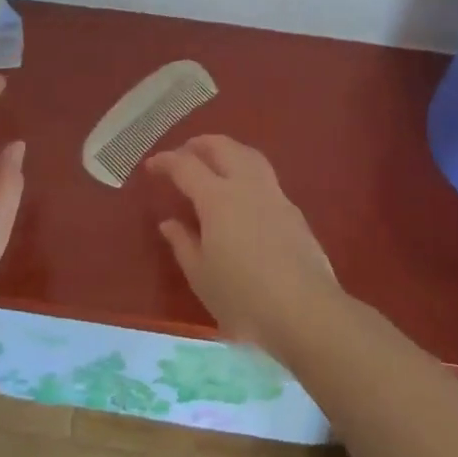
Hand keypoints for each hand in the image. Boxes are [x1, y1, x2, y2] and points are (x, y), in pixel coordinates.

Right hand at [146, 135, 342, 358]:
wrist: (306, 311)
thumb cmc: (243, 298)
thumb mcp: (201, 276)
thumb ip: (183, 243)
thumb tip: (169, 222)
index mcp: (217, 198)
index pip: (185, 166)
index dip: (166, 161)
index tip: (152, 166)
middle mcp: (246, 186)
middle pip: (222, 147)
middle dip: (199, 144)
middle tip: (184, 152)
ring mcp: (274, 196)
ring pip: (249, 155)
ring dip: (228, 150)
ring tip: (215, 160)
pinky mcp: (294, 212)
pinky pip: (266, 177)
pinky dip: (247, 171)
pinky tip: (244, 194)